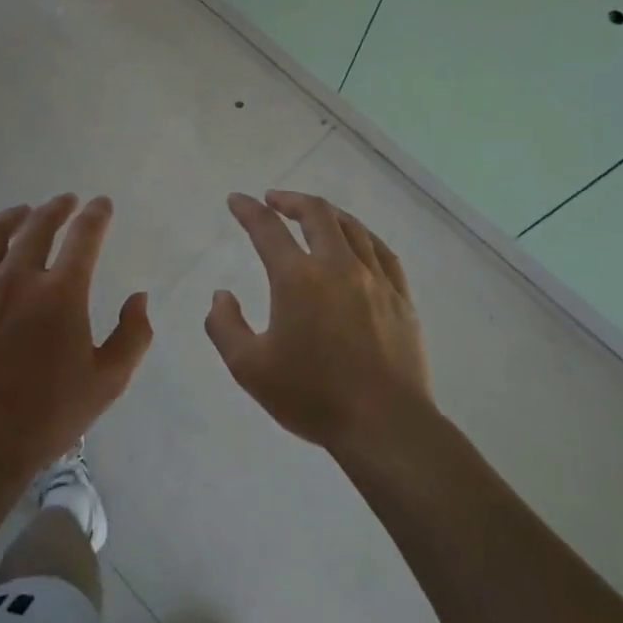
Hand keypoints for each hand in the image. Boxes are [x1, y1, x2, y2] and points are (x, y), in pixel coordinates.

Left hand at [0, 195, 151, 489]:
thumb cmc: (46, 417)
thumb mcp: (107, 382)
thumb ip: (132, 336)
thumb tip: (139, 298)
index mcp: (60, 293)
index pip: (84, 236)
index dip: (96, 215)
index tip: (101, 204)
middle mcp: (16, 278)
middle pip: (38, 226)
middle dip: (56, 208)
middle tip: (65, 202)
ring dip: (12, 217)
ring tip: (22, 212)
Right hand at [206, 190, 433, 459]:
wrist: (383, 423)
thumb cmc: (312, 396)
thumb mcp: (249, 367)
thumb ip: (225, 326)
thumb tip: (220, 296)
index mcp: (298, 279)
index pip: (267, 229)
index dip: (248, 210)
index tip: (237, 199)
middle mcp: (338, 266)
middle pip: (317, 214)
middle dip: (291, 200)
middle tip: (274, 199)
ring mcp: (375, 279)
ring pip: (352, 228)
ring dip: (328, 214)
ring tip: (314, 214)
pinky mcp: (401, 298)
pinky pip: (383, 252)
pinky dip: (363, 236)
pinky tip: (359, 242)